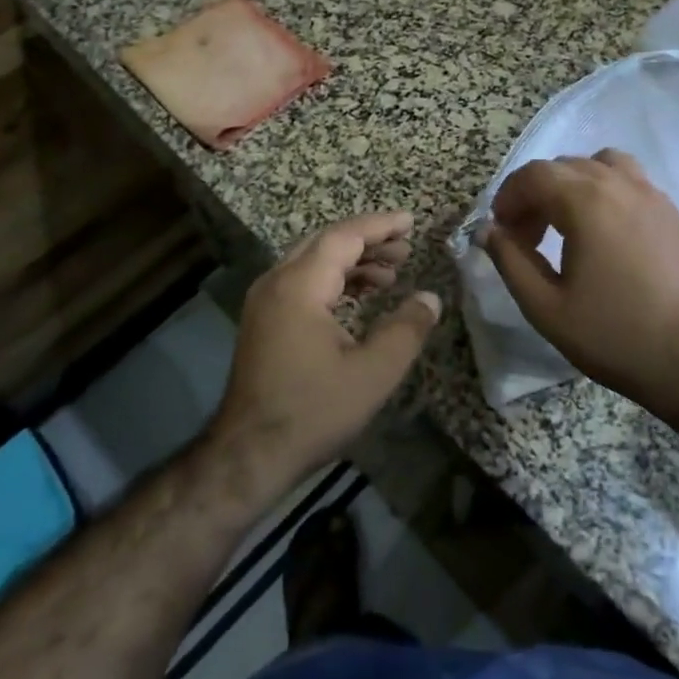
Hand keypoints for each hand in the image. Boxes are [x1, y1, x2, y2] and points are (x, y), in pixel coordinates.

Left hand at [210, 211, 439, 498]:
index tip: (411, 222)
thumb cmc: (312, 412)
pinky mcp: (263, 320)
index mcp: (299, 286)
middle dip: (368, 240)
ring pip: (312, 261)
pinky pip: (302, 281)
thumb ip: (406, 330)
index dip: (380, 226)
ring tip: (391, 273)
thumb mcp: (372, 374)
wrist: (247, 455)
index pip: (343, 236)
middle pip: (326, 242)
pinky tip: (360, 296)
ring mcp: (265, 300)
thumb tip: (430, 298)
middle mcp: (276, 282)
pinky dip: (334, 279)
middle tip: (406, 247)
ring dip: (352, 261)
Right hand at [482, 150, 678, 426]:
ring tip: (567, 223)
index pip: (534, 175)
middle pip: (564, 166)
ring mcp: (652, 195)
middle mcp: (620, 185)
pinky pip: (630, 181)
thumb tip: (487, 230)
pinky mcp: (673, 213)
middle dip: (536, 193)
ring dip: (574, 184)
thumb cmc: (613, 335)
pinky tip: (604, 234)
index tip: (501, 230)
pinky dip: (605, 190)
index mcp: (586, 201)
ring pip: (601, 164)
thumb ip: (510, 261)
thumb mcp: (546, 307)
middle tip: (527, 236)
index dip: (509, 197)